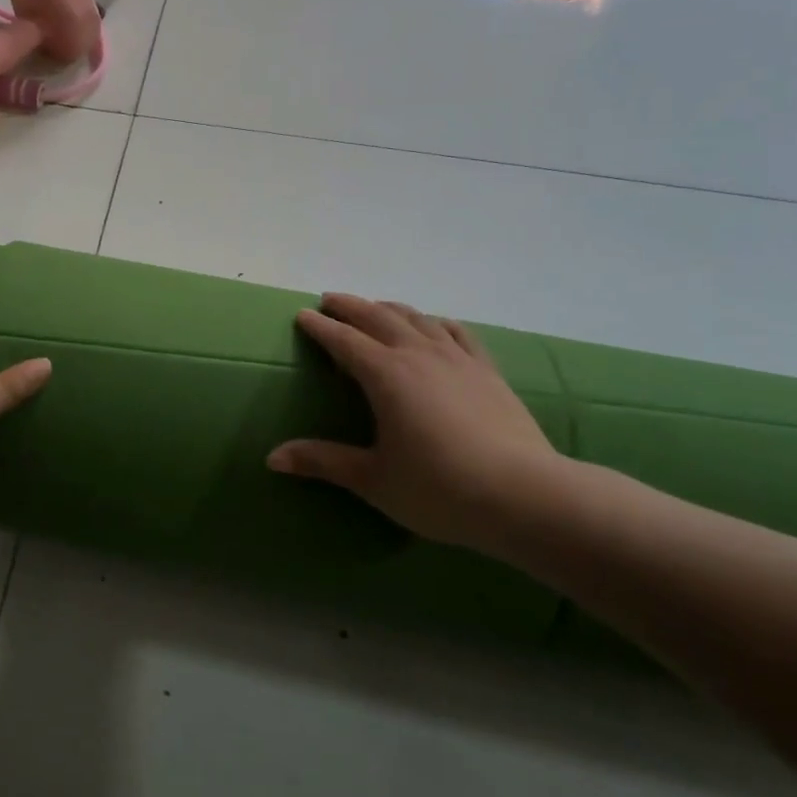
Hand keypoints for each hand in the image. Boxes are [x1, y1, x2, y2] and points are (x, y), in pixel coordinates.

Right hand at [267, 295, 568, 552]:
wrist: (524, 495)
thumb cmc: (440, 489)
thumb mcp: (374, 479)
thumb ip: (323, 462)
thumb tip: (272, 457)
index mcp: (386, 375)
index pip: (344, 340)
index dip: (321, 327)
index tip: (302, 315)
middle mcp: (418, 354)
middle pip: (378, 317)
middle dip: (350, 306)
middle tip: (330, 301)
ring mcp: (457, 358)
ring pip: (417, 318)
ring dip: (389, 308)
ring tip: (375, 308)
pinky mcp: (486, 370)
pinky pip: (456, 332)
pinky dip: (436, 322)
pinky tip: (434, 326)